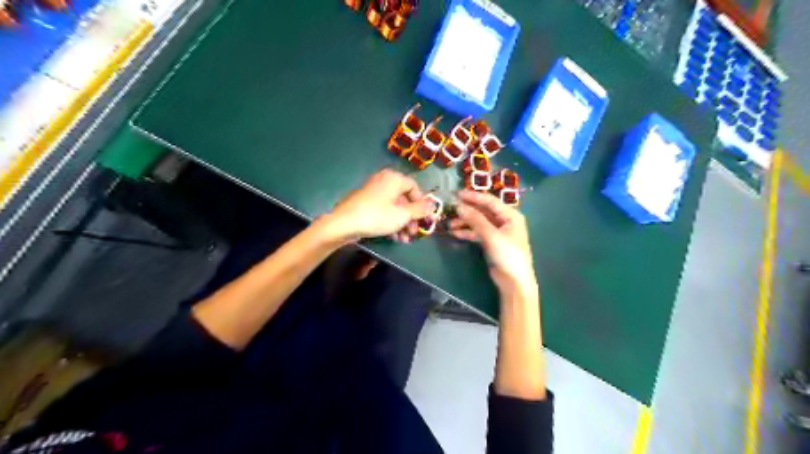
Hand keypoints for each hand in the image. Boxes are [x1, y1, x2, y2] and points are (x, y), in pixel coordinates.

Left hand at [325, 169, 433, 240]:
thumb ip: (420, 210)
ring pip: (394, 207)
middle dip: (411, 217)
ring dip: (402, 223)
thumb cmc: (377, 216)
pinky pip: (383, 211)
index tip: (424, 218)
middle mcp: (384, 182)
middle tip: (415, 232)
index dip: (421, 203)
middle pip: (404, 199)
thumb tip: (433, 205)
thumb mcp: (403, 215)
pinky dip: (391, 222)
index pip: (414, 187)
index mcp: (394, 178)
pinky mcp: (365, 204)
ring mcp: (373, 193)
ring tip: (405, 239)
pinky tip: (394, 238)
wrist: (343, 224)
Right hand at [449, 190, 536, 295]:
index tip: (457, 194)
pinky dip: (467, 232)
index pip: (489, 201)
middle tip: (450, 208)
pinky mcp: (491, 243)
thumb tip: (459, 206)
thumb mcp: (491, 235)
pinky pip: (478, 233)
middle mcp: (505, 221)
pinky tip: (455, 233)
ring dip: (465, 222)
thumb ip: (475, 220)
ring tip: (450, 224)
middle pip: (483, 211)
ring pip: (479, 222)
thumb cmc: (508, 255)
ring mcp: (498, 232)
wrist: (514, 281)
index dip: (473, 196)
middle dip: (467, 210)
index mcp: (510, 215)